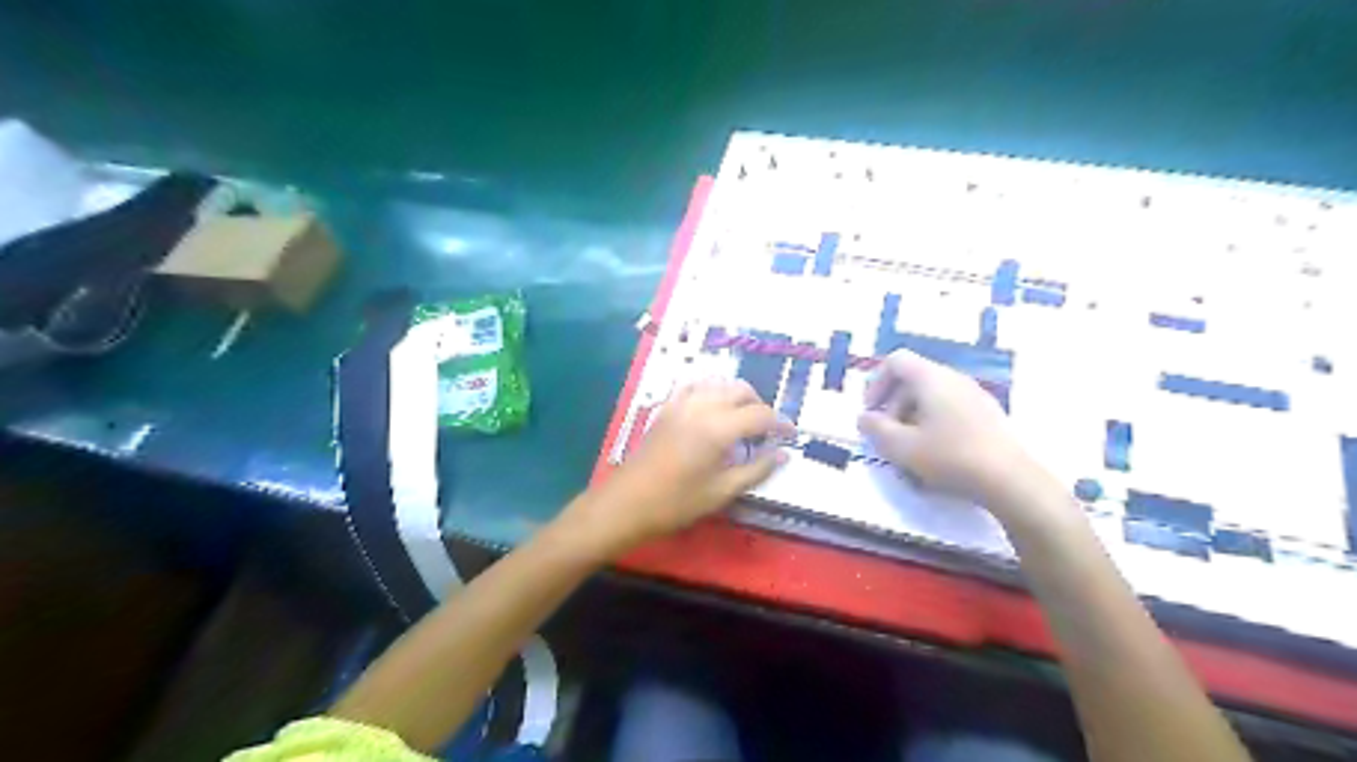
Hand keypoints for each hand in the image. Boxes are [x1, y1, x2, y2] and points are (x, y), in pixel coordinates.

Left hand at [566, 379, 789, 551]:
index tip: (791, 436)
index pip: (760, 415)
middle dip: (759, 406)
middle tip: (766, 430)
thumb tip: (782, 455)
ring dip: (737, 395)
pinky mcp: (666, 408)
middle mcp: (702, 406)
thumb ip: (756, 469)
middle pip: (741, 391)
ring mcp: (681, 403)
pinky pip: (695, 386)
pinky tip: (714, 409)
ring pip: (718, 383)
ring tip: (743, 419)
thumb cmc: (676, 503)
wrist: (627, 502)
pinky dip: (711, 391)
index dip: (780, 424)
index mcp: (718, 428)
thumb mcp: (722, 492)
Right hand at [858, 348, 1040, 508]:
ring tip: (910, 450)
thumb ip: (875, 429)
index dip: (876, 383)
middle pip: (913, 380)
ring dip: (913, 419)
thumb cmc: (949, 457)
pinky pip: (951, 410)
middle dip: (893, 406)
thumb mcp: (901, 447)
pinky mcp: (988, 415)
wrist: (1010, 480)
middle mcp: (954, 378)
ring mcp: (975, 395)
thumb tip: (864, 418)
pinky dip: (935, 425)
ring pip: (932, 397)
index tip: (871, 412)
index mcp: (931, 378)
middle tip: (888, 437)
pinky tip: (937, 455)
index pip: (896, 361)